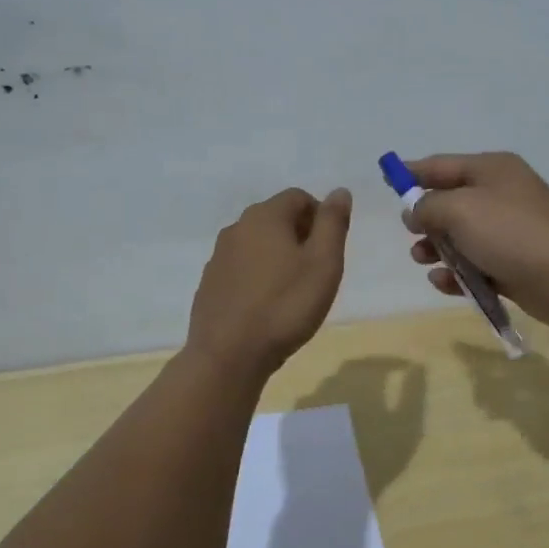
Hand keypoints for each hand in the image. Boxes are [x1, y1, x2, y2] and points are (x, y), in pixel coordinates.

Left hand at [186, 187, 351, 377]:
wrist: (228, 356)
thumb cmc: (286, 306)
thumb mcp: (324, 263)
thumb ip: (333, 223)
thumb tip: (339, 191)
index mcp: (265, 216)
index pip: (299, 197)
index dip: (320, 217)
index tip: (330, 249)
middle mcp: (237, 228)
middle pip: (276, 218)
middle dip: (300, 235)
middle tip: (316, 271)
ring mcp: (218, 257)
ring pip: (257, 244)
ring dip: (277, 256)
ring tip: (292, 290)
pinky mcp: (209, 284)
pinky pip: (240, 268)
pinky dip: (257, 276)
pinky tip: (266, 305)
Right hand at [404, 152, 548, 329]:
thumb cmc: (513, 233)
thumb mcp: (460, 210)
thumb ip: (429, 206)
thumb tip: (416, 210)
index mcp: (492, 169)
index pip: (442, 165)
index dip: (412, 172)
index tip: (386, 180)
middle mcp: (502, 194)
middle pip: (451, 201)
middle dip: (427, 219)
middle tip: (413, 235)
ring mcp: (510, 231)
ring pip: (462, 236)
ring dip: (438, 248)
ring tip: (423, 260)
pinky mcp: (515, 264)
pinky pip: (477, 264)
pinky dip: (459, 273)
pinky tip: (444, 283)